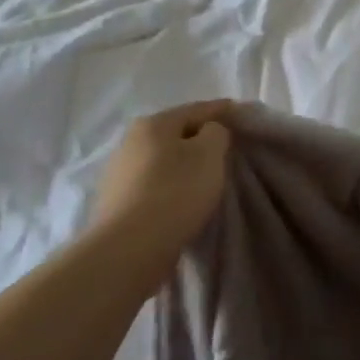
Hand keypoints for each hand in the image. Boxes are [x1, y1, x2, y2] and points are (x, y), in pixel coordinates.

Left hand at [91, 101, 234, 272]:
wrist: (129, 250)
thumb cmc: (175, 192)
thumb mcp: (210, 154)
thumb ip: (216, 132)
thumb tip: (208, 132)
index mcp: (153, 123)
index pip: (197, 109)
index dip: (223, 111)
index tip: (243, 117)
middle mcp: (130, 142)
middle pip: (176, 134)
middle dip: (201, 140)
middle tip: (227, 150)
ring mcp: (119, 174)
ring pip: (163, 161)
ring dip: (184, 166)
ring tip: (207, 179)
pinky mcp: (116, 204)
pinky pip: (153, 186)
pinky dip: (170, 188)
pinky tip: (183, 200)